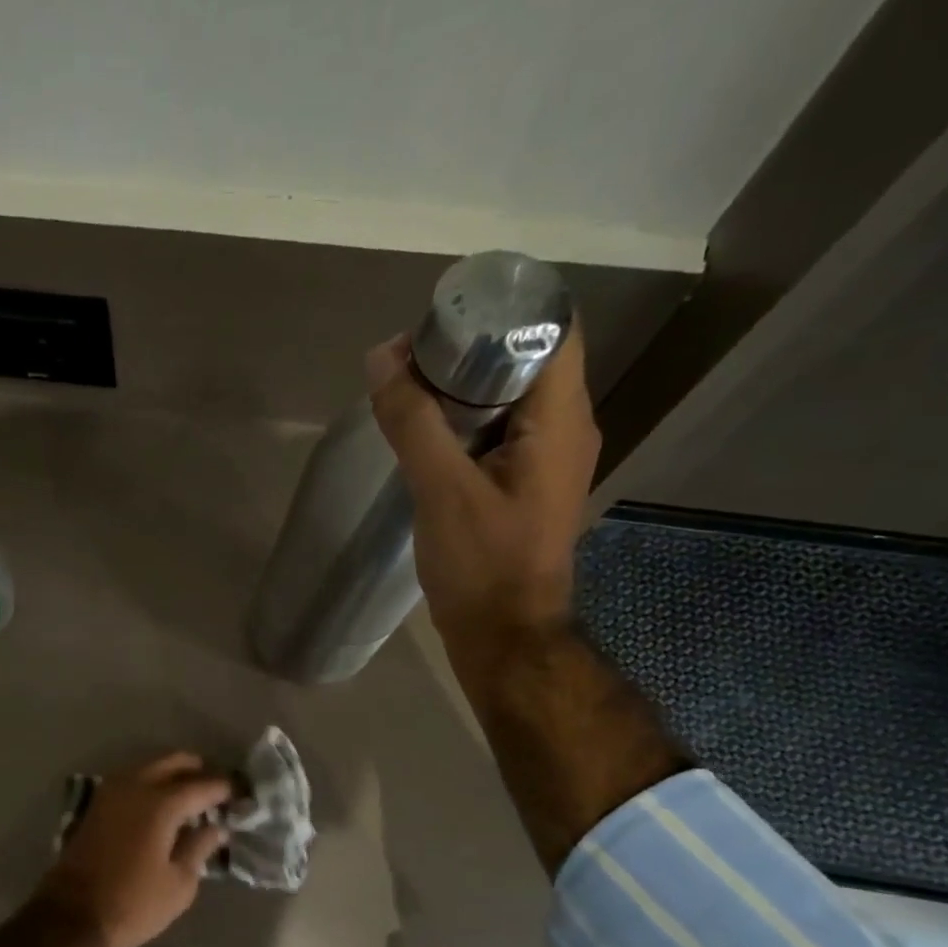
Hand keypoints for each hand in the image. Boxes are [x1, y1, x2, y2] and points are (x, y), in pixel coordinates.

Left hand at [37, 753, 233, 946]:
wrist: (72, 915)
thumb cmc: (133, 903)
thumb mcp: (179, 883)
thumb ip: (200, 847)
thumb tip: (217, 827)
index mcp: (161, 803)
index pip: (202, 785)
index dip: (224, 788)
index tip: (241, 793)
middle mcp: (135, 786)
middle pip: (173, 762)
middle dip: (198, 770)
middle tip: (216, 788)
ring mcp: (111, 792)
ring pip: (149, 766)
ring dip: (172, 773)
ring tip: (192, 794)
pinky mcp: (97, 804)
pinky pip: (132, 779)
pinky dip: (151, 782)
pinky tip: (162, 802)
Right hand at [368, 325, 599, 680]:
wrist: (503, 637)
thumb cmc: (482, 564)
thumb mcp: (442, 489)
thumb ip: (413, 421)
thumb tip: (382, 356)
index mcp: (561, 420)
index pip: (551, 330)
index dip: (503, 309)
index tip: (446, 311)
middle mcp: (564, 431)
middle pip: (526, 361)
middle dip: (470, 347)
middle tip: (412, 349)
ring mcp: (544, 461)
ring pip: (508, 399)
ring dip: (461, 386)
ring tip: (408, 384)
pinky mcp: (522, 486)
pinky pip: (496, 433)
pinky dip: (461, 422)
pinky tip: (422, 430)